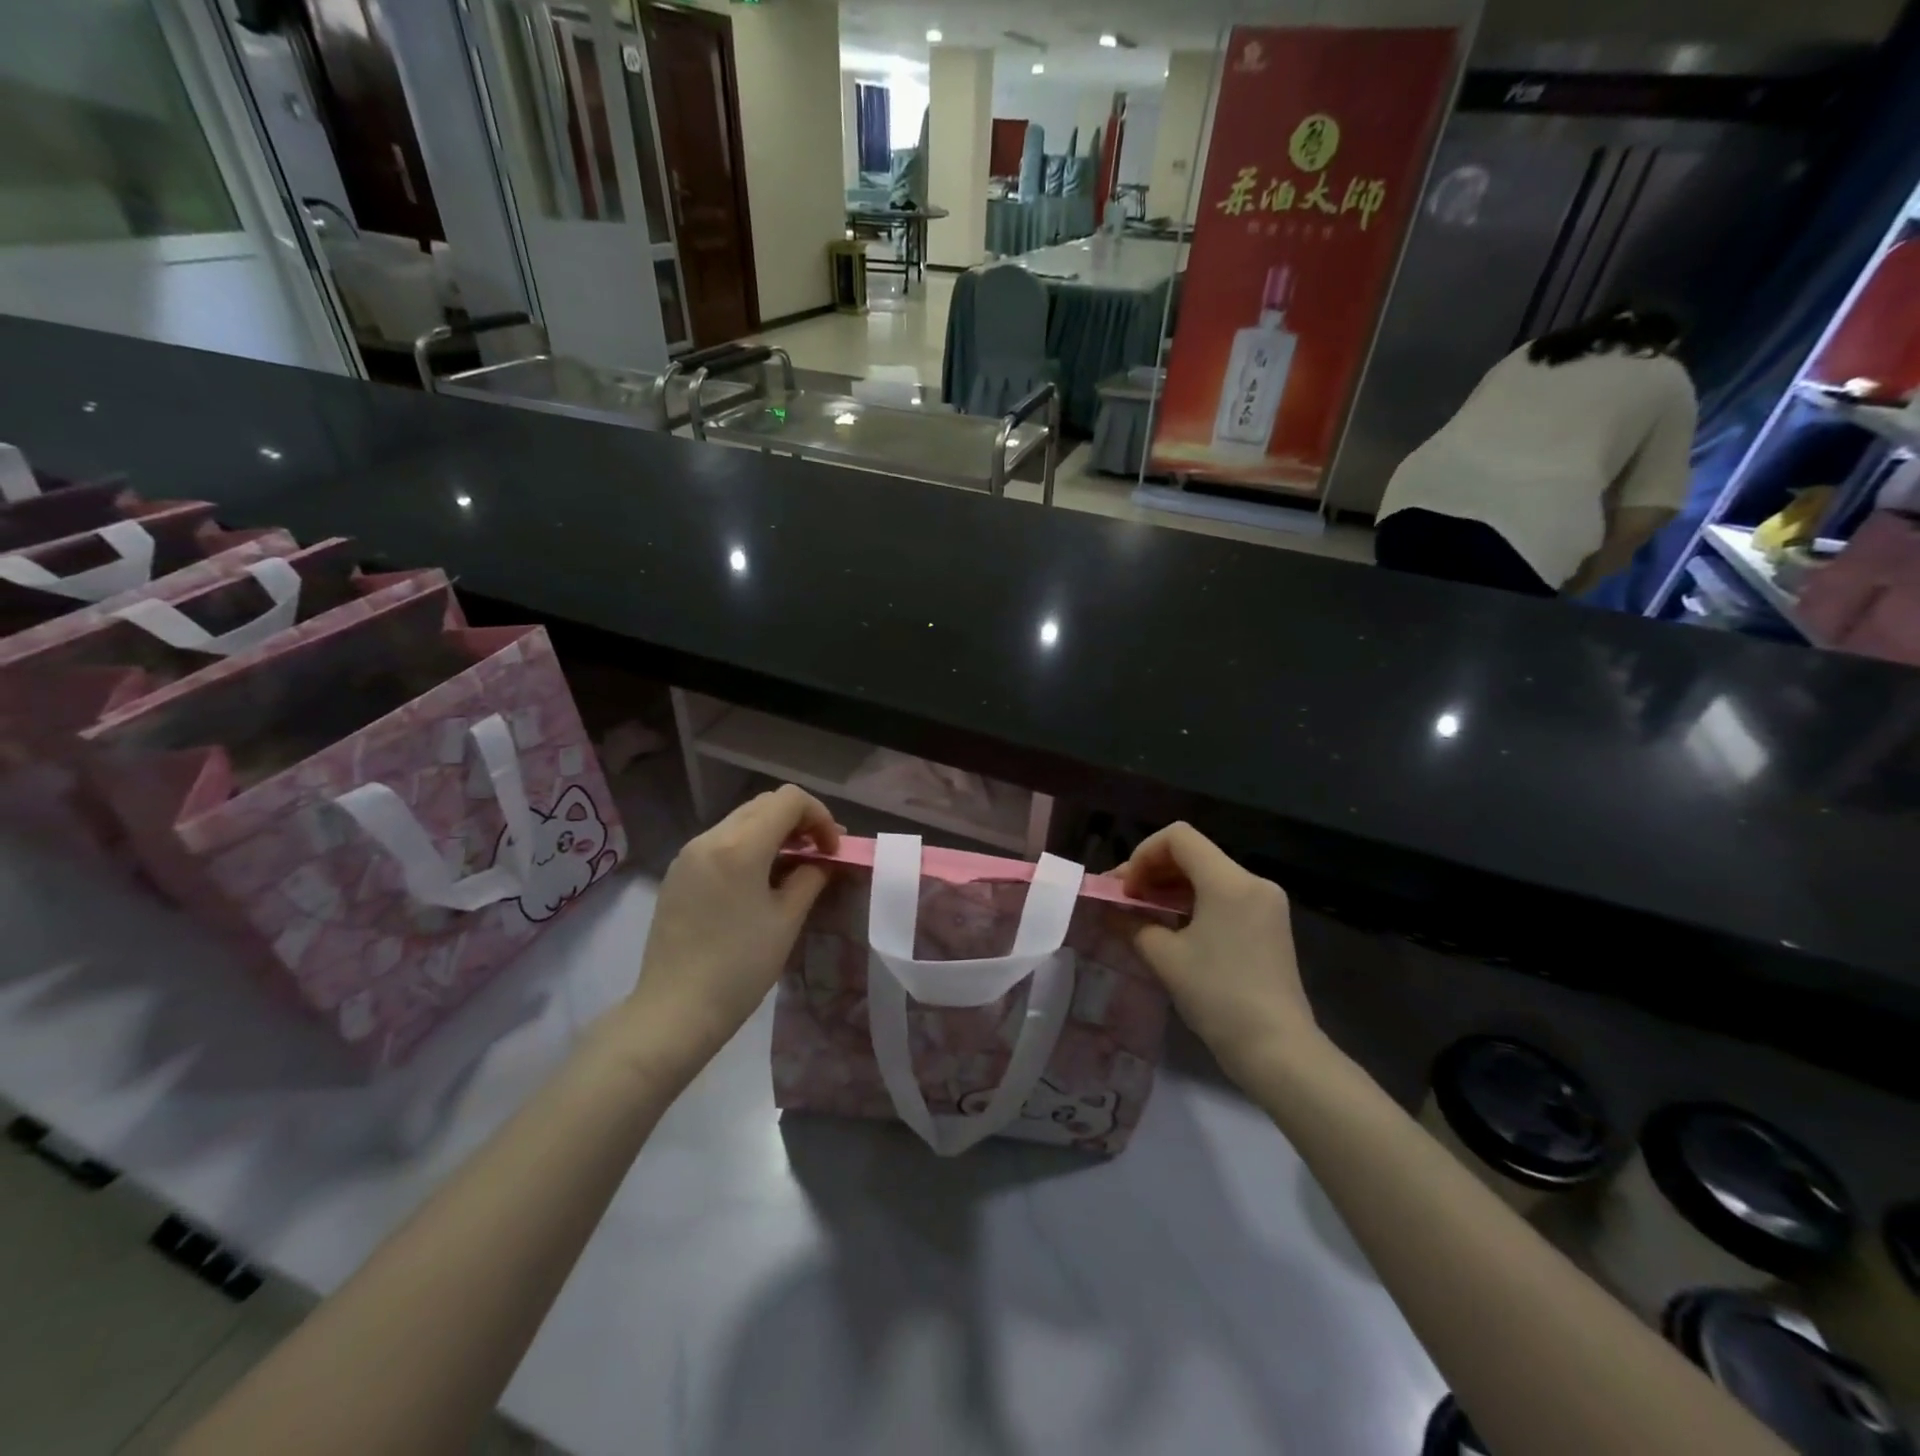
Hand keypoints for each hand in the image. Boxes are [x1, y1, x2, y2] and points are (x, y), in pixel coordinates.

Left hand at [621, 786, 841, 1074]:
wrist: (674, 1011)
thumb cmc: (739, 968)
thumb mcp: (786, 920)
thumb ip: (810, 877)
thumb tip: (822, 860)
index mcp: (739, 846)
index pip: (789, 800)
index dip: (820, 816)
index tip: (832, 851)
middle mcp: (710, 838)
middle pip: (764, 805)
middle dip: (798, 821)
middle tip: (820, 854)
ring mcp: (688, 855)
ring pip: (741, 821)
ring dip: (774, 833)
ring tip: (794, 867)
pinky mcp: (678, 874)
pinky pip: (721, 842)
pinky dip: (749, 847)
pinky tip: (760, 881)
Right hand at [1120, 823, 1316, 1083]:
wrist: (1277, 1049)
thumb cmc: (1218, 996)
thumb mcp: (1165, 957)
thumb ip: (1132, 923)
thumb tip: (1109, 910)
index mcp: (1229, 881)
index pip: (1178, 838)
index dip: (1142, 854)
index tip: (1125, 889)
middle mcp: (1252, 882)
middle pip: (1193, 853)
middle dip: (1153, 870)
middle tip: (1125, 900)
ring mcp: (1266, 903)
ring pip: (1208, 875)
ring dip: (1171, 887)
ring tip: (1143, 914)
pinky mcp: (1270, 924)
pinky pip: (1224, 896)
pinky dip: (1194, 902)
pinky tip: (1173, 927)